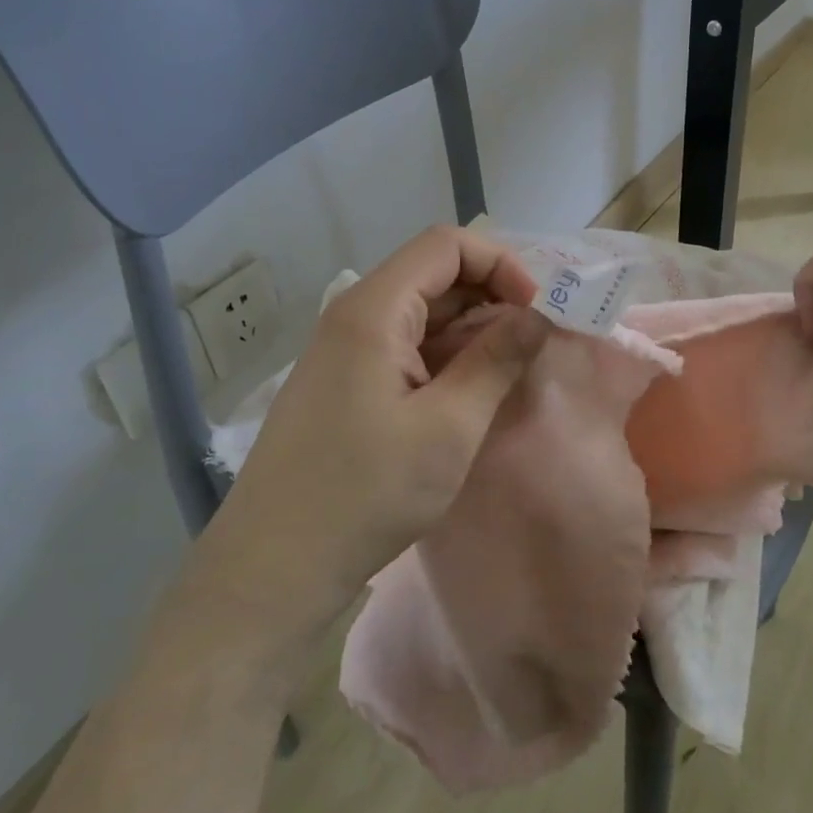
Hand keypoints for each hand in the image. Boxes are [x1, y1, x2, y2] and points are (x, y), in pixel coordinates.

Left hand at [198, 227, 550, 626]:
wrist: (274, 566)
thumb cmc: (366, 493)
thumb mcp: (449, 427)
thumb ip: (498, 360)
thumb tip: (537, 316)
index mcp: (373, 310)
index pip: (445, 245)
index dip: (500, 264)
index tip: (536, 311)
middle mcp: (353, 316)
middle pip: (433, 275)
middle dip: (491, 297)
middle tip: (534, 343)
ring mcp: (344, 351)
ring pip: (421, 314)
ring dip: (471, 331)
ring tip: (510, 371)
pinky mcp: (344, 383)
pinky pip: (404, 347)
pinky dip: (445, 357)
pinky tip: (469, 394)